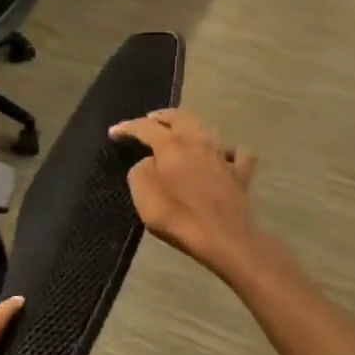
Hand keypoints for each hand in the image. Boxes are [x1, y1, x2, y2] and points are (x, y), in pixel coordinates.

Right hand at [112, 108, 262, 277]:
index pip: (144, 127)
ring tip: (179, 132)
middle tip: (149, 120)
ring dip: (190, 126)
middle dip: (162, 116)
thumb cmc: (177, 215)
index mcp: (171, 145)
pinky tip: (223, 154)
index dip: (127, 127)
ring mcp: (222, 156)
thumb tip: (150, 162)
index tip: (113, 132)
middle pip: (180, 116)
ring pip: (207, 128)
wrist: (224, 238)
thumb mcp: (143, 193)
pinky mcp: (240, 174)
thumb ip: (140, 170)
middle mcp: (198, 142)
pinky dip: (228, 149)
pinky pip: (237, 153)